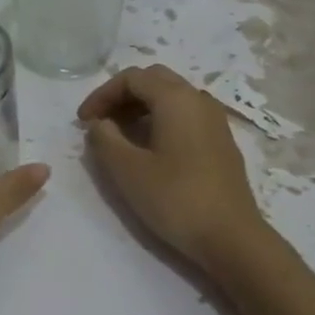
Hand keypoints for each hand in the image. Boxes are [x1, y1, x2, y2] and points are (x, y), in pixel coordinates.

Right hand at [78, 64, 268, 268]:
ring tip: (120, 137)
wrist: (231, 237)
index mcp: (176, 98)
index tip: (83, 121)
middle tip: (101, 123)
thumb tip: (99, 123)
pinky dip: (161, 121)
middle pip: (154, 81)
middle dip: (122, 96)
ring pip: (172, 98)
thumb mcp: (128, 170)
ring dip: (141, 109)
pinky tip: (150, 150)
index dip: (102, 94)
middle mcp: (199, 100)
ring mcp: (215, 121)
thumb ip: (105, 139)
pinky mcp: (221, 142)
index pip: (132, 78)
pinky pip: (186, 117)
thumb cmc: (176, 199)